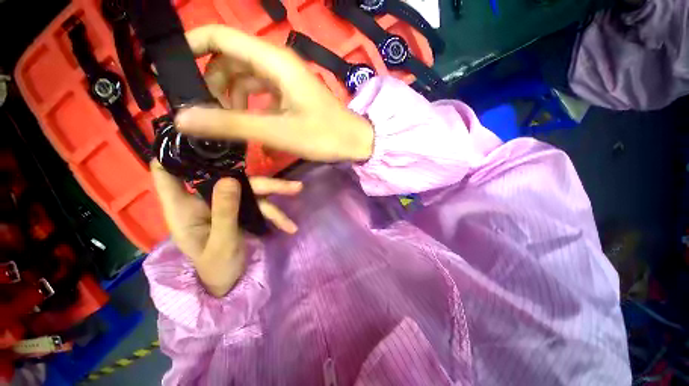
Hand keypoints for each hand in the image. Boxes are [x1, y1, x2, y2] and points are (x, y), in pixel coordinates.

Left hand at [151, 161, 301, 296]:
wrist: (230, 284)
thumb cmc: (216, 268)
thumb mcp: (221, 242)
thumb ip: (225, 211)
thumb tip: (231, 178)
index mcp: (184, 208)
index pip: (168, 174)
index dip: (174, 151)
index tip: (192, 132)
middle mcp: (206, 200)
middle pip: (230, 179)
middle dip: (257, 178)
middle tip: (278, 171)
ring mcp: (228, 205)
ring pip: (251, 191)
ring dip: (276, 194)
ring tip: (298, 189)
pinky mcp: (243, 211)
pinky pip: (261, 206)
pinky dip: (276, 215)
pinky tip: (290, 226)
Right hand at [174, 25, 373, 161]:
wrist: (354, 142)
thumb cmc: (324, 136)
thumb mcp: (277, 131)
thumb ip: (232, 124)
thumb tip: (183, 118)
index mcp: (274, 62)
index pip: (220, 37)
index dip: (191, 47)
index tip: (171, 72)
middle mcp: (278, 65)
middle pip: (230, 60)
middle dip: (212, 83)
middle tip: (206, 113)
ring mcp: (286, 81)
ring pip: (246, 79)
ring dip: (233, 99)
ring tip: (230, 124)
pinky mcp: (292, 96)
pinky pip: (263, 95)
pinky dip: (252, 108)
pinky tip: (254, 129)